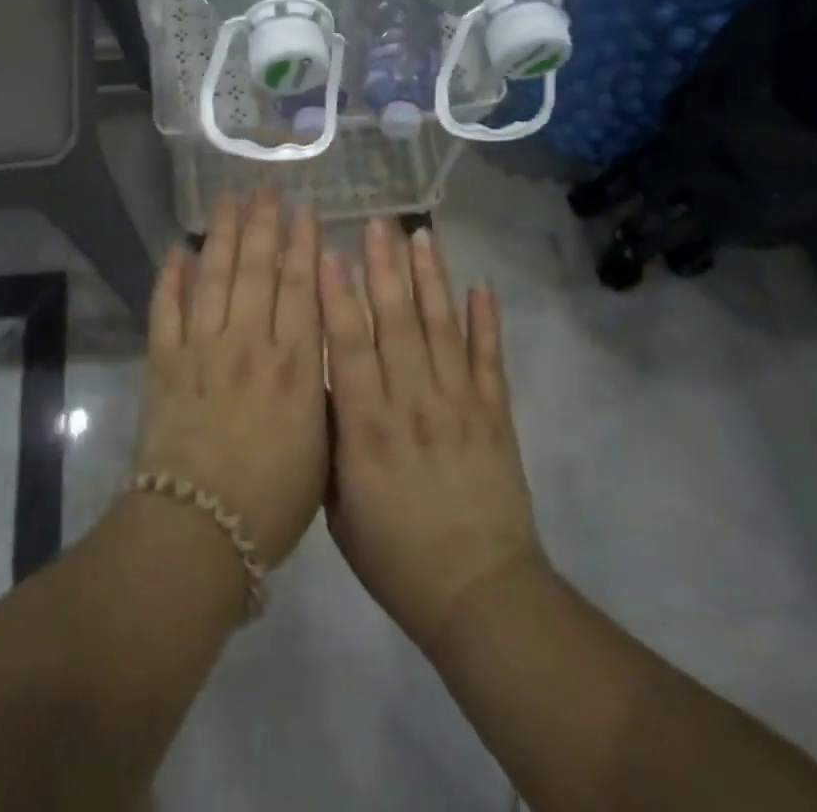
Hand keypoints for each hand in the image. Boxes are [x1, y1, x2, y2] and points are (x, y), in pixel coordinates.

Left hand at [132, 190, 329, 568]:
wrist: (199, 529)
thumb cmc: (274, 498)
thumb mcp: (322, 444)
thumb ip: (322, 387)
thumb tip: (321, 344)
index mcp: (292, 361)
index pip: (300, 286)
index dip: (304, 243)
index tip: (306, 208)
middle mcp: (248, 341)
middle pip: (257, 268)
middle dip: (264, 223)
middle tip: (266, 187)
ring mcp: (202, 348)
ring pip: (214, 276)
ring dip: (221, 234)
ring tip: (226, 199)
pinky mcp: (164, 363)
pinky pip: (166, 310)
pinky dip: (171, 278)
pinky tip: (178, 249)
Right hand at [321, 217, 542, 652]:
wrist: (479, 594)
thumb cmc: (395, 556)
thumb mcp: (339, 507)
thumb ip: (330, 440)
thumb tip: (320, 382)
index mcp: (368, 428)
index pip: (349, 347)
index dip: (339, 297)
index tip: (330, 253)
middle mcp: (413, 403)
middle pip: (396, 323)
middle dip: (385, 268)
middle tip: (377, 221)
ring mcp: (460, 405)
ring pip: (441, 329)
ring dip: (431, 280)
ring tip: (422, 236)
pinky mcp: (496, 415)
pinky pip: (490, 360)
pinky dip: (486, 322)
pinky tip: (482, 286)